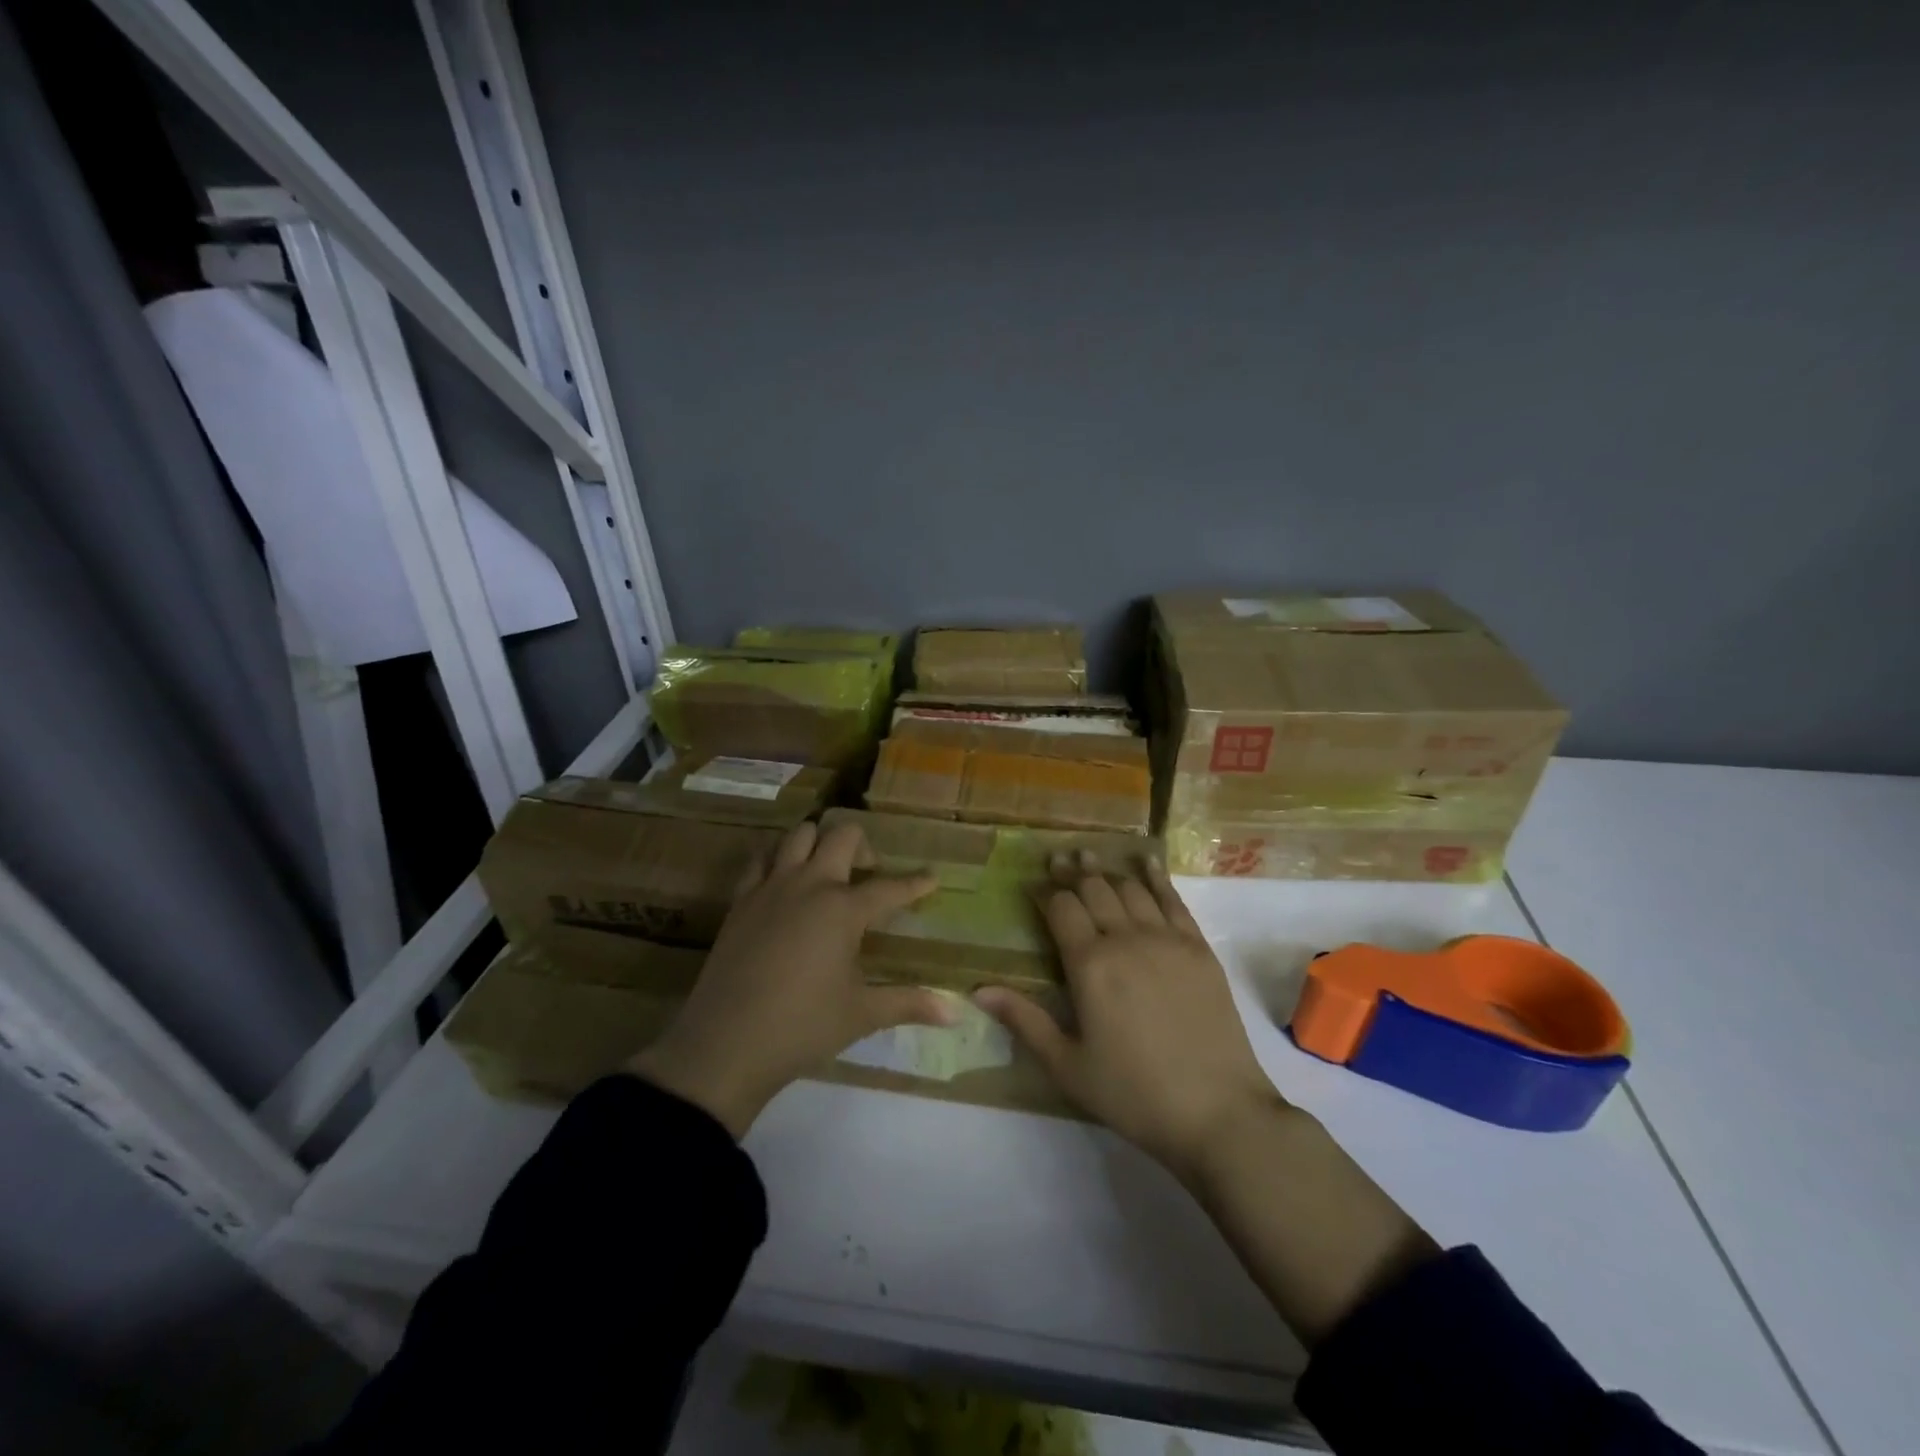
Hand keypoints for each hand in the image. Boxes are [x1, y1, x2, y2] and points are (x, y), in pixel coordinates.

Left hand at [629, 821, 949, 1136]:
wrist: (723, 1044)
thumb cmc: (802, 1027)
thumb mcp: (861, 1015)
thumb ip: (909, 1004)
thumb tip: (956, 1013)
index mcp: (843, 909)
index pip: (890, 888)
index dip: (916, 883)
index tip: (932, 877)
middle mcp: (810, 885)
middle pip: (842, 836)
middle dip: (864, 846)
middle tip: (869, 875)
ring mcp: (771, 888)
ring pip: (798, 835)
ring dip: (818, 843)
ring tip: (827, 872)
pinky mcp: (740, 900)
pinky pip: (760, 860)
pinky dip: (777, 859)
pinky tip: (784, 884)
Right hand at [976, 852, 1286, 1181]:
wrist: (1218, 1112)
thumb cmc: (1134, 1093)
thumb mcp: (1068, 1065)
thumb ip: (1024, 1021)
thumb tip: (977, 989)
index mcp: (1090, 964)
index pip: (1061, 909)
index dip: (1044, 892)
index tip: (1032, 883)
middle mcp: (1126, 939)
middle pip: (1094, 889)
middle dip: (1072, 872)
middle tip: (1058, 860)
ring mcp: (1167, 939)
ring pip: (1130, 888)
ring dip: (1106, 870)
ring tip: (1090, 856)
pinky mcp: (1199, 948)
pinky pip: (1173, 899)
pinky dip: (1156, 876)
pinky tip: (1146, 861)